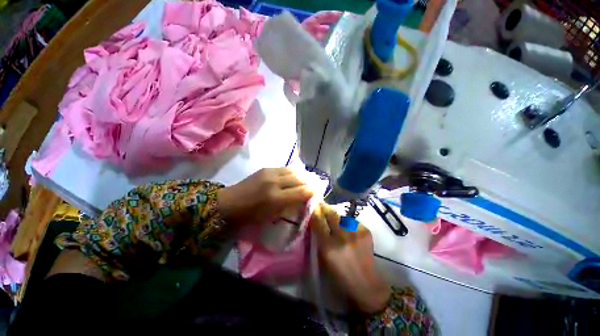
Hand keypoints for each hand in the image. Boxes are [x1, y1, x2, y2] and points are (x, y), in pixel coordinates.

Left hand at [217, 168, 313, 226]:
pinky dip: (294, 171)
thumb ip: (289, 206)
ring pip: (293, 171)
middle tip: (318, 183)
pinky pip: (285, 168)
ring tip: (310, 177)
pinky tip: (297, 174)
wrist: (230, 202)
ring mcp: (270, 173)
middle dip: (310, 181)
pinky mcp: (266, 168)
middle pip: (299, 178)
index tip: (319, 192)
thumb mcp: (271, 216)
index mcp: (275, 198)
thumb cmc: (250, 215)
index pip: (301, 192)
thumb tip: (303, 199)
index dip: (312, 191)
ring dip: (303, 174)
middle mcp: (274, 182)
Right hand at [310, 203, 390, 313]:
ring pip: (342, 216)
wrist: (366, 285)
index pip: (318, 221)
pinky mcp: (366, 232)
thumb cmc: (340, 277)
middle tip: (321, 205)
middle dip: (325, 208)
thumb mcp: (323, 259)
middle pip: (331, 214)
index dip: (314, 211)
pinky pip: (352, 221)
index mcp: (328, 247)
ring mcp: (356, 233)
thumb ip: (318, 239)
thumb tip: (315, 221)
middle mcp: (342, 237)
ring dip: (337, 218)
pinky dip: (348, 224)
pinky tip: (349, 232)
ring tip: (337, 224)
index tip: (312, 205)